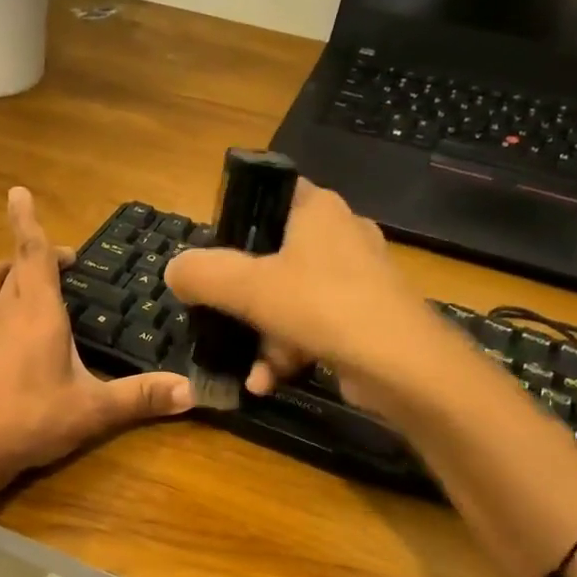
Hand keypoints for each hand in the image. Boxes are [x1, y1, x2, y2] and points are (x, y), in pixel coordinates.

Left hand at [0, 188, 193, 499]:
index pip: (33, 253)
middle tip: (54, 263)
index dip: (27, 221)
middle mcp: (0, 310)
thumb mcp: (93, 410)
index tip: (18, 192)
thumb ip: (141, 397)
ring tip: (12, 275)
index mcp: (38, 312)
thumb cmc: (32, 422)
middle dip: (29, 255)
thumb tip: (192, 391)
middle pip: (10, 266)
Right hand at [164, 179, 432, 404]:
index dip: (236, 219)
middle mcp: (339, 235)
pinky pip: (310, 328)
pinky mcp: (363, 318)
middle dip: (241, 299)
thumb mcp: (246, 287)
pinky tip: (266, 383)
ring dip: (261, 339)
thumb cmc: (321, 306)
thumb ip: (202, 274)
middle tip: (218, 318)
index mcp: (317, 209)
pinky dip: (286, 354)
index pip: (269, 194)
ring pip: (288, 300)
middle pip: (272, 257)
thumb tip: (175, 271)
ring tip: (248, 371)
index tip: (210, 256)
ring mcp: (355, 279)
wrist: (402, 365)